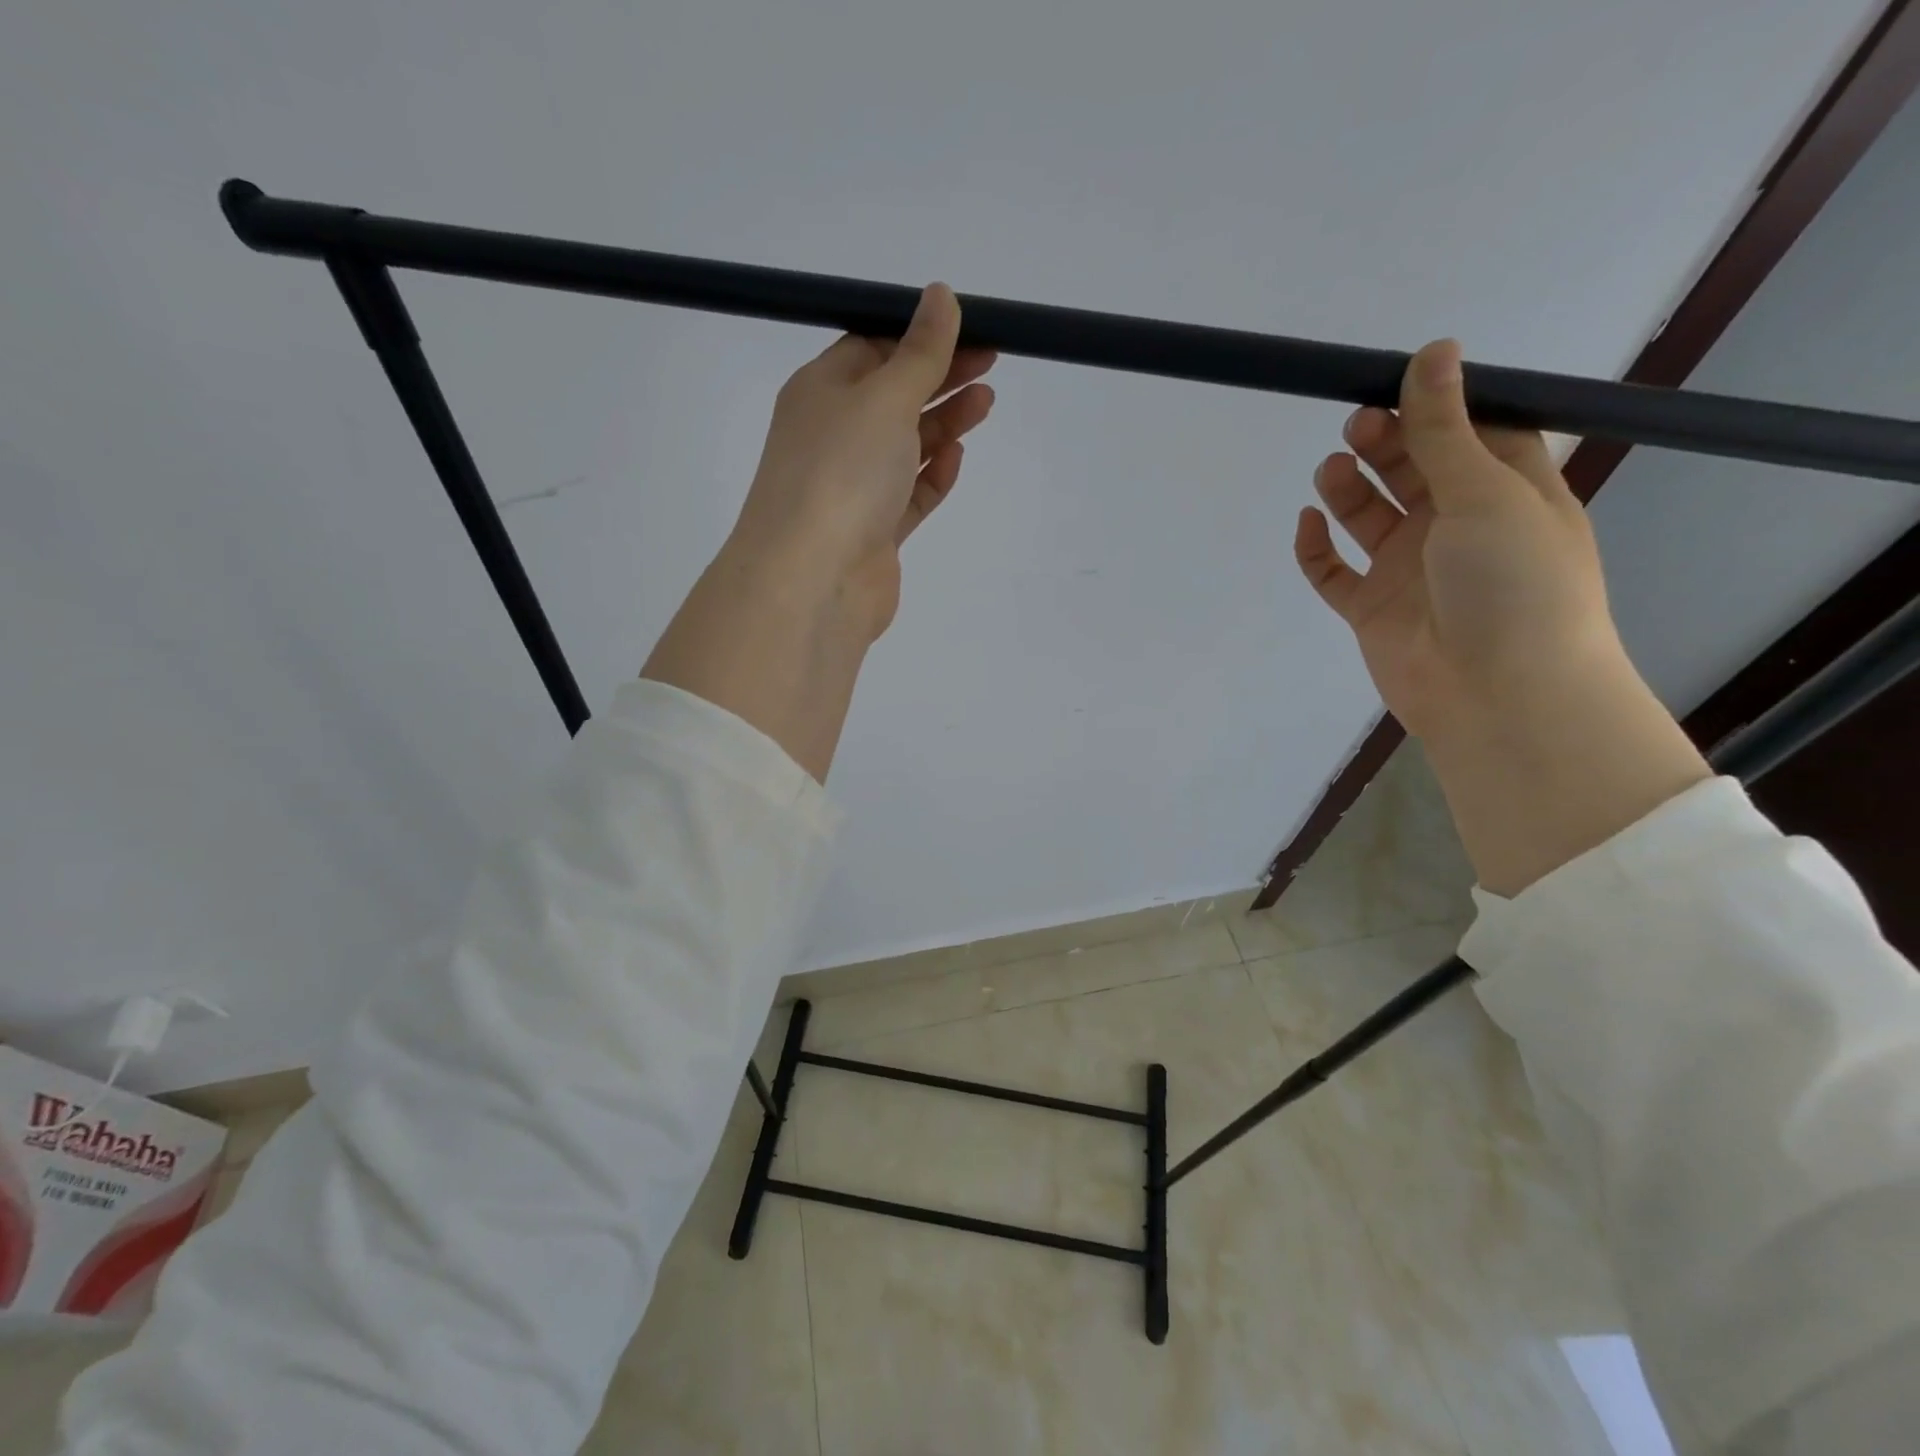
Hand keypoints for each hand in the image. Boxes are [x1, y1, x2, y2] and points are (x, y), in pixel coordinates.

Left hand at [642, 286, 996, 783]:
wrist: (813, 580)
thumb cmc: (842, 473)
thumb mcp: (884, 397)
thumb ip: (920, 352)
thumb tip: (940, 294)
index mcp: (820, 391)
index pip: (871, 348)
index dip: (920, 336)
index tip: (970, 329)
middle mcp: (832, 436)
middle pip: (892, 397)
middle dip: (940, 377)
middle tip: (991, 363)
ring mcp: (853, 488)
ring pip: (904, 447)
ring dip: (942, 423)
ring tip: (986, 402)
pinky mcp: (874, 533)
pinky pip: (908, 496)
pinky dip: (931, 476)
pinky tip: (955, 458)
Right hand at [1293, 339, 1617, 744]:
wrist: (1497, 694)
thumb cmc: (1513, 584)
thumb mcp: (1485, 493)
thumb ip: (1445, 429)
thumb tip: (1434, 351)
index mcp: (1506, 492)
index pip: (1471, 433)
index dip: (1436, 407)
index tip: (1396, 382)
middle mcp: (1457, 526)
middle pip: (1412, 469)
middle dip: (1384, 443)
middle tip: (1357, 427)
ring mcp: (1410, 569)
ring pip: (1368, 516)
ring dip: (1347, 489)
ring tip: (1331, 471)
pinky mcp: (1371, 608)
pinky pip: (1334, 572)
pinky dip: (1316, 548)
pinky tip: (1307, 526)